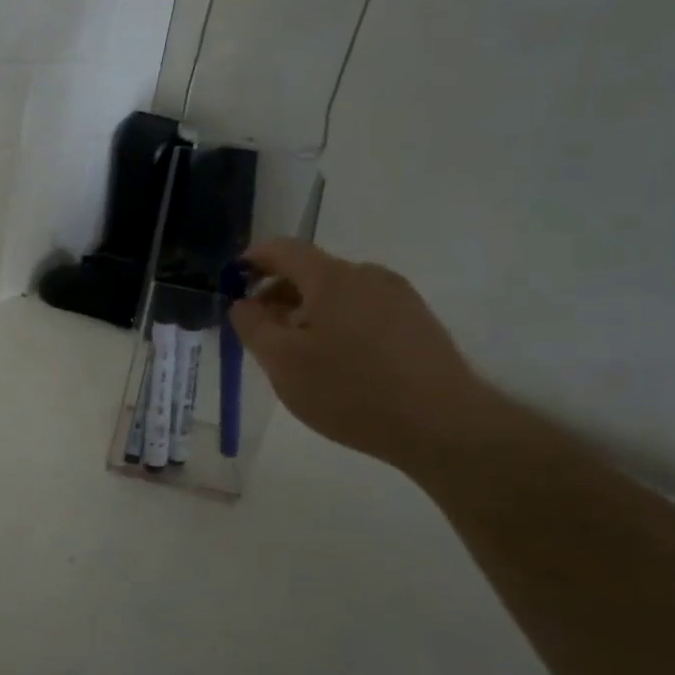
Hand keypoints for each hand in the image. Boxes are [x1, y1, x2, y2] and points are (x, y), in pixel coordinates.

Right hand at [228, 240, 500, 474]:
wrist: (442, 425)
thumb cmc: (350, 390)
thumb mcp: (282, 362)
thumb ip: (253, 326)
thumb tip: (243, 303)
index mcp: (332, 277)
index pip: (282, 249)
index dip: (252, 261)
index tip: (232, 285)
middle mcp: (368, 276)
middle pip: (311, 271)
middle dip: (278, 294)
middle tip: (260, 331)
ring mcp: (399, 298)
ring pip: (338, 294)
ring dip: (308, 312)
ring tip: (298, 354)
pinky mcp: (418, 323)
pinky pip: (363, 311)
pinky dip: (337, 325)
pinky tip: (337, 364)